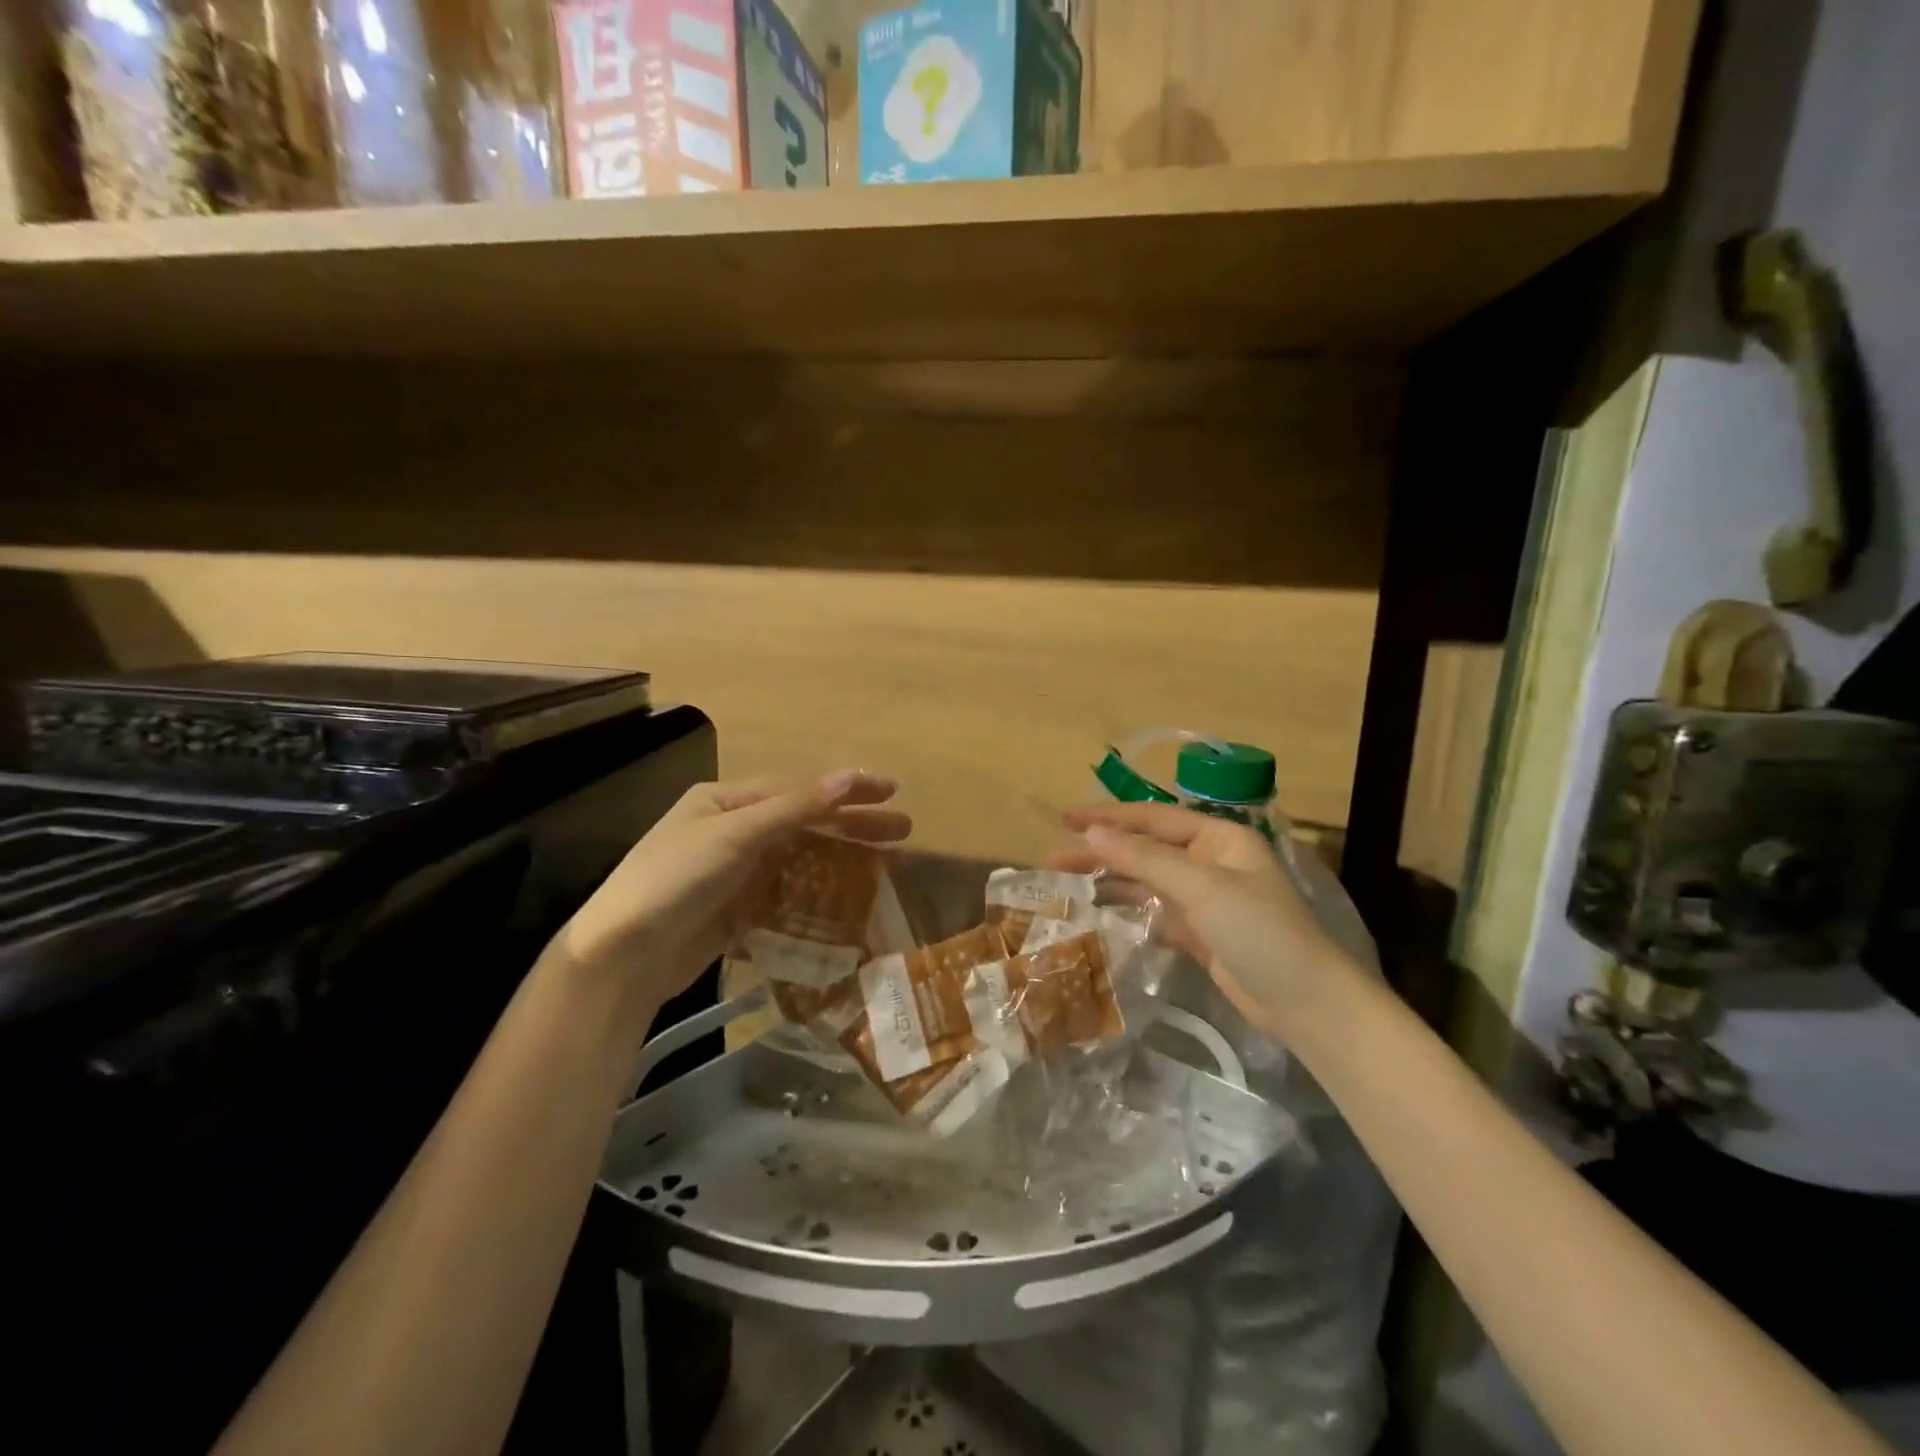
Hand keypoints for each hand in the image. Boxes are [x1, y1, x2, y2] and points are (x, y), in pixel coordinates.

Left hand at [553, 771, 909, 1013]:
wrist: (622, 957)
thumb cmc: (675, 880)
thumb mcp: (736, 834)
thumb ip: (796, 807)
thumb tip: (851, 774)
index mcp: (728, 800)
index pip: (800, 788)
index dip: (847, 789)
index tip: (892, 793)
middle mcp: (733, 829)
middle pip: (805, 822)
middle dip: (854, 824)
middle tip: (903, 830)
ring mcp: (736, 872)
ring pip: (801, 858)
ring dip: (842, 859)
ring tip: (887, 865)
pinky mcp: (738, 909)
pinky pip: (788, 893)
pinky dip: (818, 893)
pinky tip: (848, 901)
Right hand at [1052, 803, 1358, 1036]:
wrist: (1307, 1005)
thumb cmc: (1260, 932)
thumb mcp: (1201, 887)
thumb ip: (1144, 859)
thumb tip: (1092, 832)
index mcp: (1219, 837)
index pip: (1153, 818)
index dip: (1107, 817)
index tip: (1064, 819)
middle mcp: (1211, 860)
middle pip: (1146, 848)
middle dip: (1102, 850)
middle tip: (1053, 857)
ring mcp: (1206, 898)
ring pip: (1147, 879)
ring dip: (1110, 878)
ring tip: (1066, 881)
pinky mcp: (1201, 932)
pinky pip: (1155, 909)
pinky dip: (1128, 907)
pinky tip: (1099, 909)